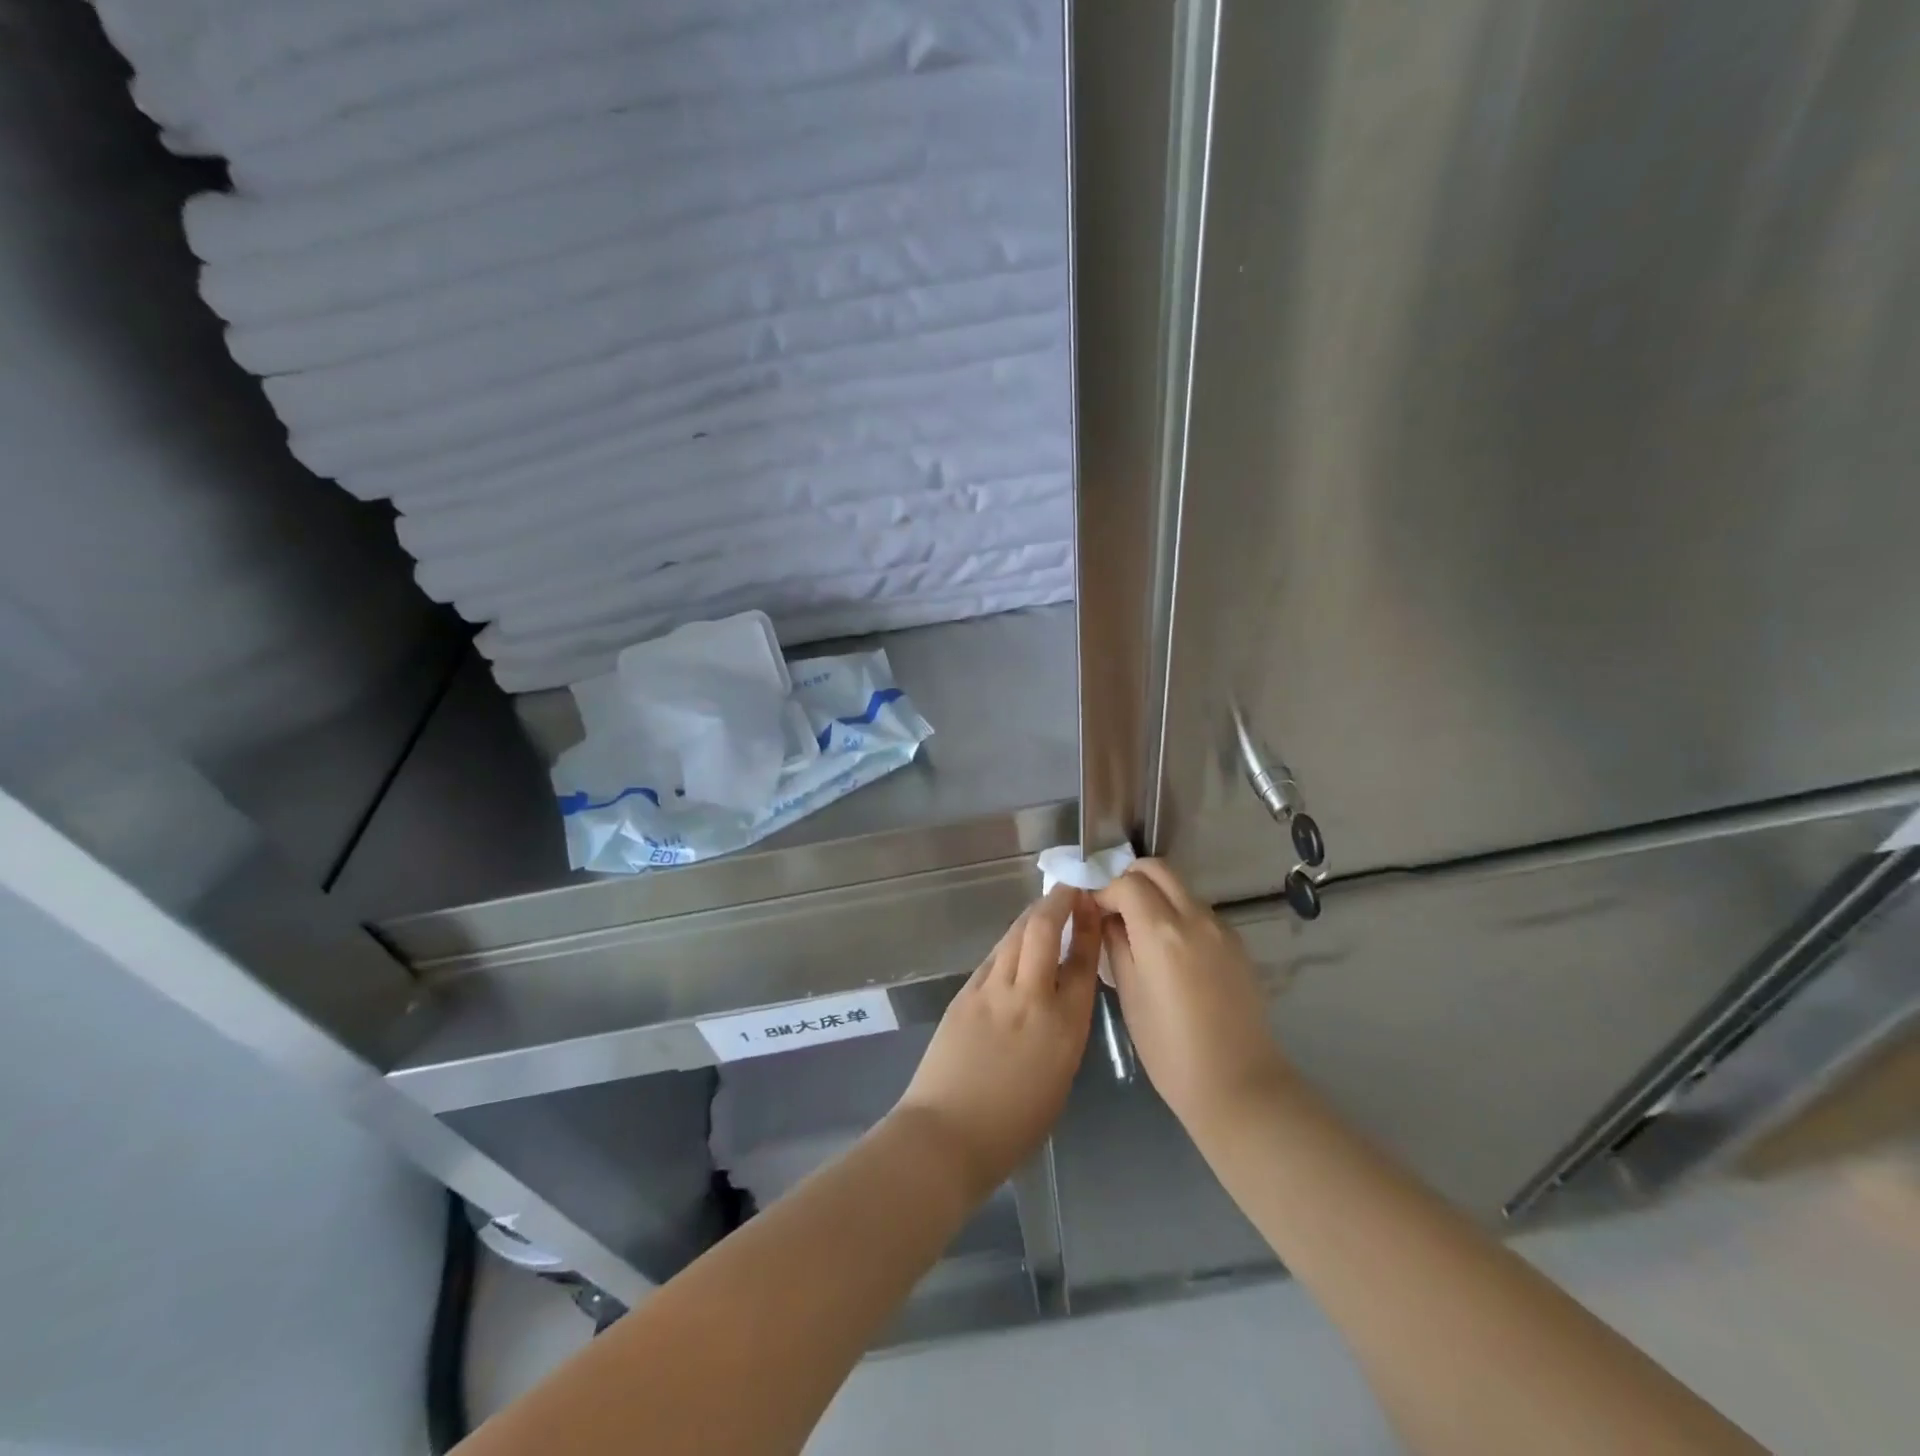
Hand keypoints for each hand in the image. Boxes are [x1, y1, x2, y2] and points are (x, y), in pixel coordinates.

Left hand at [894, 886, 1099, 1200]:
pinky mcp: (965, 994)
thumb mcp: (1059, 1078)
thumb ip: (1064, 1032)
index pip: (1083, 962)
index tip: (1092, 906)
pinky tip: (1013, 941)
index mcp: (1064, 1027)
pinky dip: (1008, 943)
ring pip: (1015, 936)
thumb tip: (1060, 1000)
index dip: (1089, 928)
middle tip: (1069, 890)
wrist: (948, 1134)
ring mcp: (992, 991)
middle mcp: (1030, 998)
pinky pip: (993, 957)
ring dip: (1032, 915)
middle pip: (1044, 931)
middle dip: (1058, 902)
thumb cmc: (1014, 1126)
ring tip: (1045, 906)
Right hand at [1095, 860, 1291, 1129]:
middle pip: (1157, 869)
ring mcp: (1220, 927)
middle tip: (1113, 908)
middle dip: (1129, 879)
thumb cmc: (1170, 1048)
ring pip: (1179, 887)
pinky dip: (1176, 913)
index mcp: (1162, 931)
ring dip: (1154, 895)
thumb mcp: (1129, 995)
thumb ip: (1115, 944)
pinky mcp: (1236, 942)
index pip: (1126, 882)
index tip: (1090, 909)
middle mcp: (1195, 917)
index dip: (1103, 890)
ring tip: (1138, 931)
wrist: (1238, 1084)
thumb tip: (1106, 917)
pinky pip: (1198, 910)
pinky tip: (1168, 950)